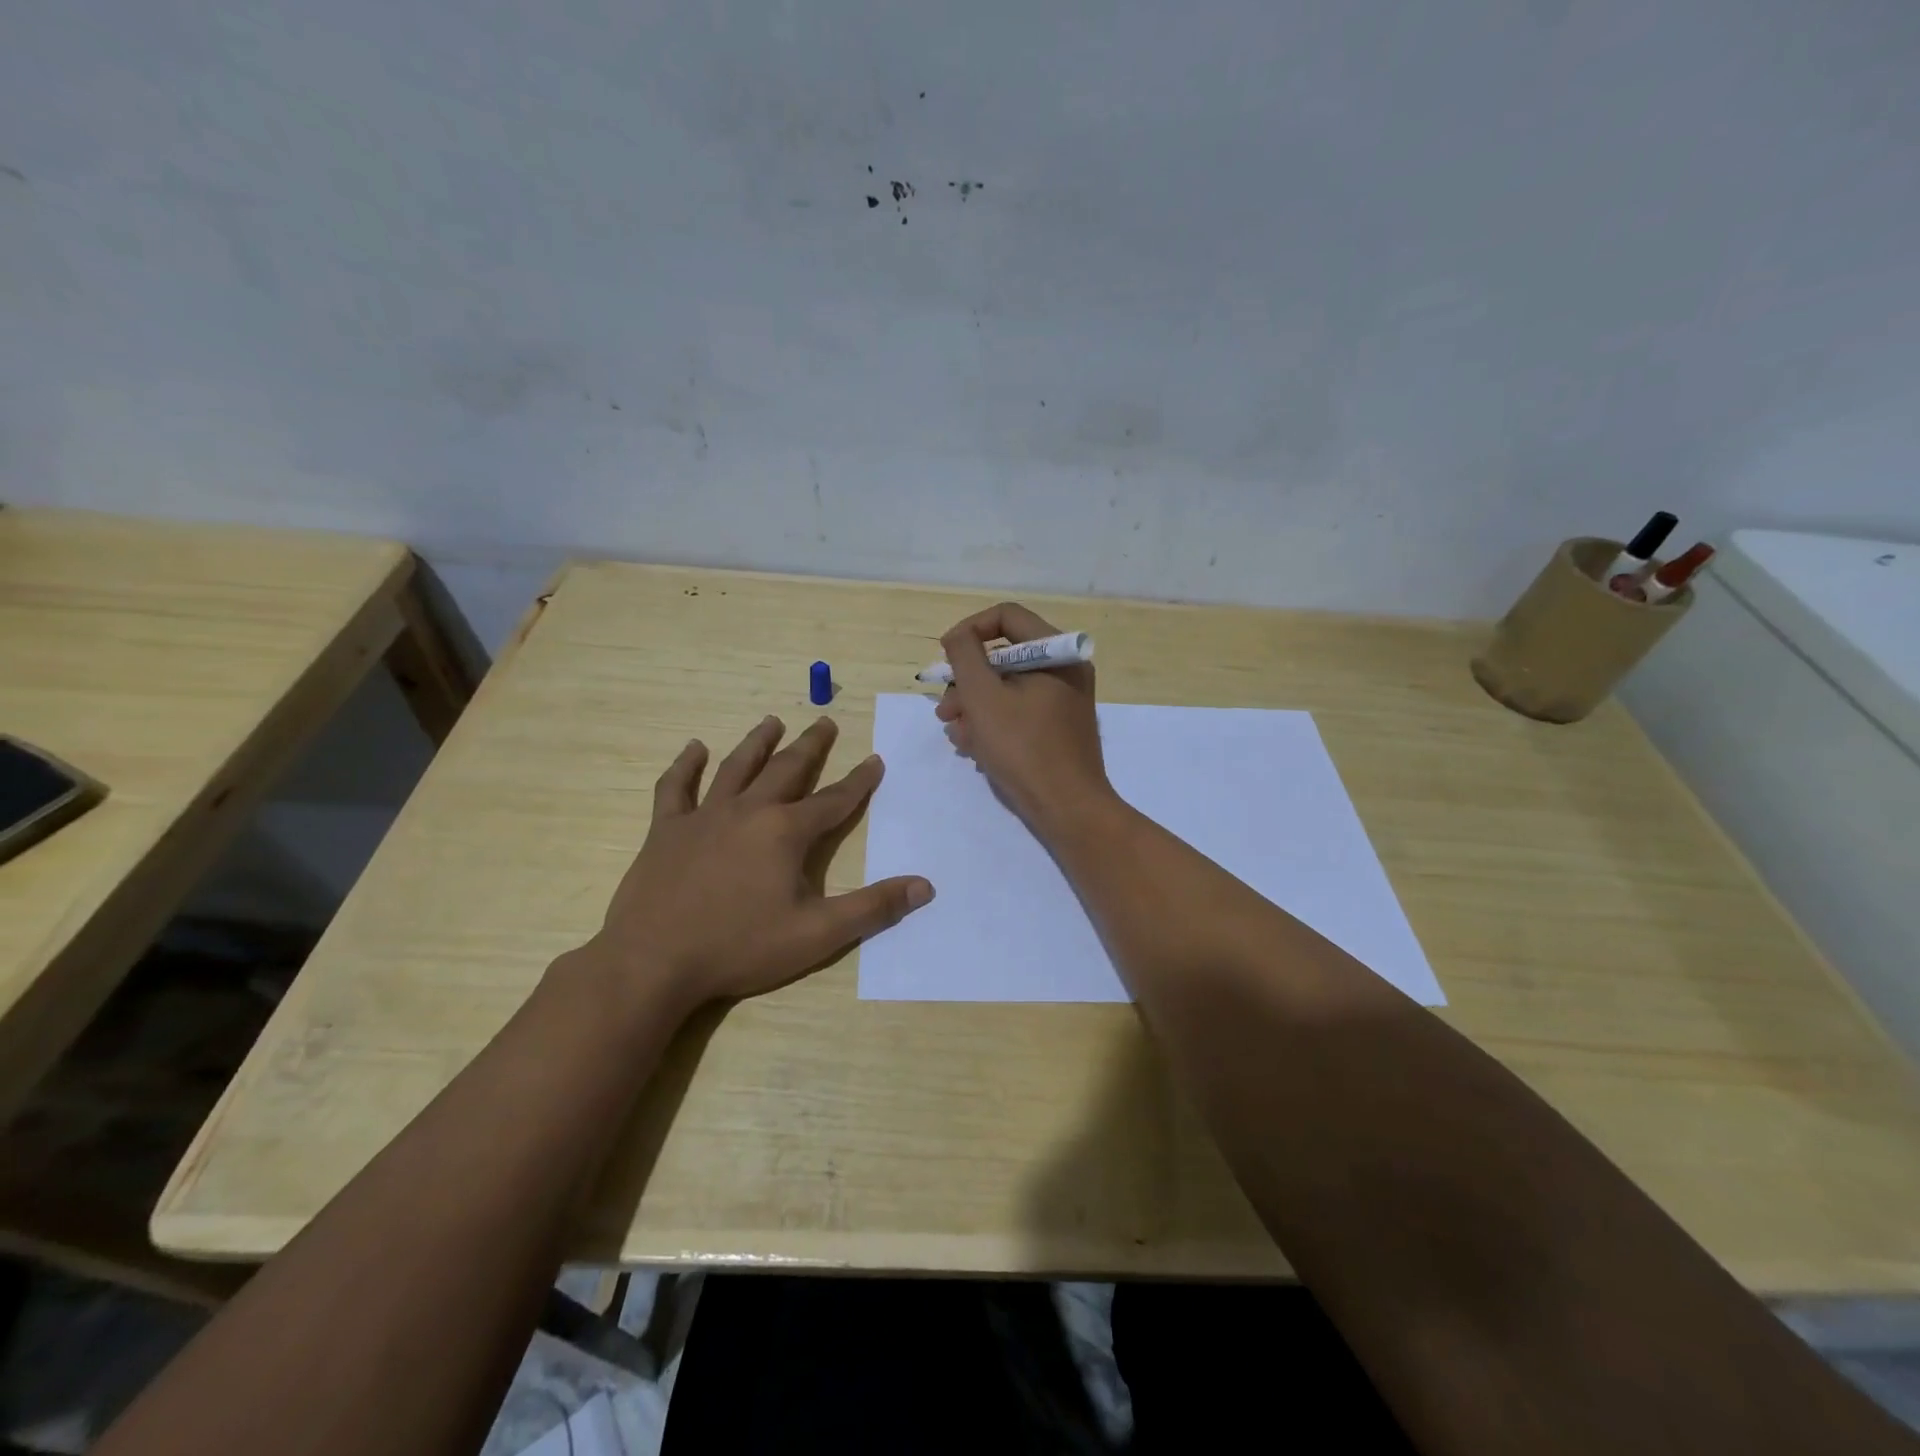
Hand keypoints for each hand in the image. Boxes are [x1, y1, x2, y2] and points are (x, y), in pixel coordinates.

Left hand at [585, 716, 932, 1011]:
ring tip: (772, 721)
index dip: (859, 781)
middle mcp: (748, 811)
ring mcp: (703, 817)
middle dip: (810, 746)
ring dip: (757, 743)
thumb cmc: (740, 948)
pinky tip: (694, 748)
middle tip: (825, 722)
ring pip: (735, 768)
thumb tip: (924, 886)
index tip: (875, 759)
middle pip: (786, 770)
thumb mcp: (817, 934)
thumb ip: (872, 908)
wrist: (653, 962)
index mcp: (786, 833)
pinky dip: (685, 765)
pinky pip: (675, 788)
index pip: (834, 800)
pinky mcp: (665, 830)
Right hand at [935, 602, 1114, 833]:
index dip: (969, 631)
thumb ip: (965, 656)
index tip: (945, 658)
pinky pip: (1019, 712)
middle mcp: (1065, 670)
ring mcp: (1063, 702)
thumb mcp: (984, 697)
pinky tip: (972, 747)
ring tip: (955, 733)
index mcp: (1057, 653)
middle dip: (967, 680)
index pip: (1007, 616)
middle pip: (1005, 656)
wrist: (1068, 809)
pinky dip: (993, 723)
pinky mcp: (1057, 729)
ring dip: (974, 706)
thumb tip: (958, 637)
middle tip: (944, 708)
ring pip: (1008, 688)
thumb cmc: (1024, 748)